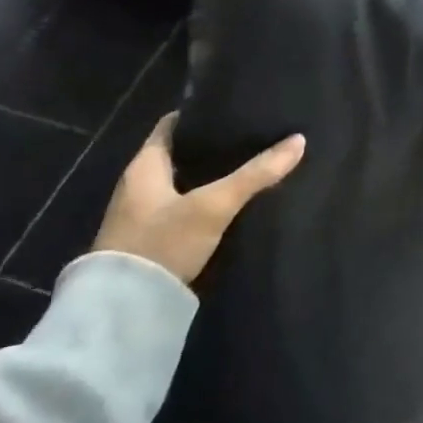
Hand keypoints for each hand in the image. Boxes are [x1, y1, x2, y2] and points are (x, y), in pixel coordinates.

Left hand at [93, 112, 305, 285]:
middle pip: (179, 154)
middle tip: (252, 138)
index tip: (234, 109)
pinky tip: (231, 206)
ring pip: (182, 184)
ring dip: (209, 177)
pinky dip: (204, 203)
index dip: (201, 115)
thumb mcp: (214, 205)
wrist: (124, 312)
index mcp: (144, 165)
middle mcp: (138, 185)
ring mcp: (141, 216)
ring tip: (249, 168)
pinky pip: (181, 209)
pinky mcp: (150, 242)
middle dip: (213, 148)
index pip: (172, 125)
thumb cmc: (163, 243)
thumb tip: (298, 141)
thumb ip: (255, 174)